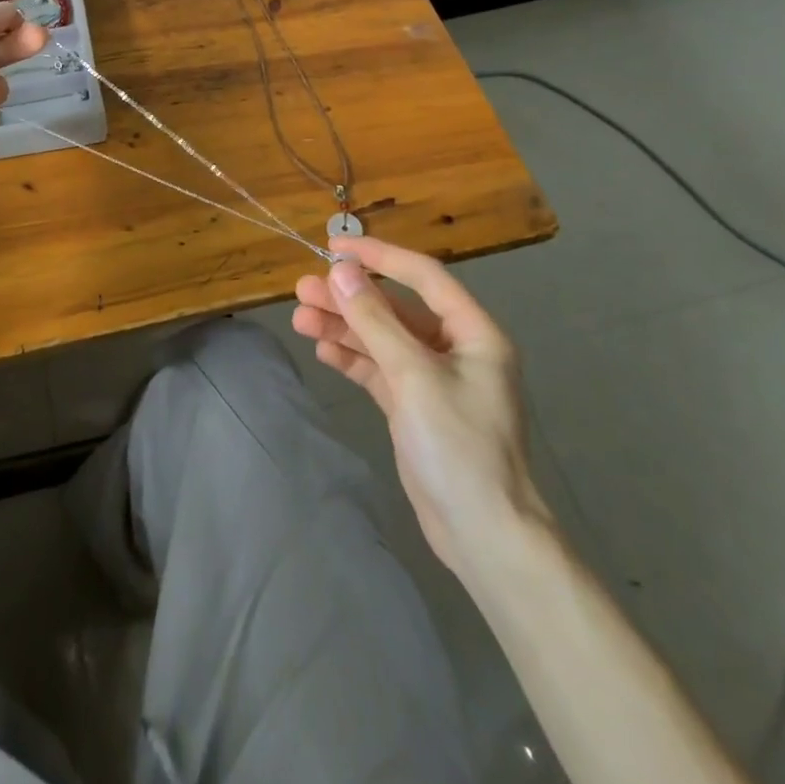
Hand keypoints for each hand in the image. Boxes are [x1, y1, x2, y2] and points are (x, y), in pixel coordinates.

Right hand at [292, 236, 551, 577]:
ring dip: (345, 328)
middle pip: (396, 309)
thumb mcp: (413, 375)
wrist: (484, 536)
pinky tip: (323, 350)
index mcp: (473, 331)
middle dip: (351, 298)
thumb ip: (375, 321)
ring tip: (300, 318)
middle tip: (304, 289)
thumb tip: (341, 272)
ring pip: (383, 340)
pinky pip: (380, 371)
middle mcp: (455, 348)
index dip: (379, 256)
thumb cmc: (458, 445)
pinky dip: (354, 360)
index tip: (336, 247)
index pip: (423, 276)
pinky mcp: (415, 408)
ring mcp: (434, 380)